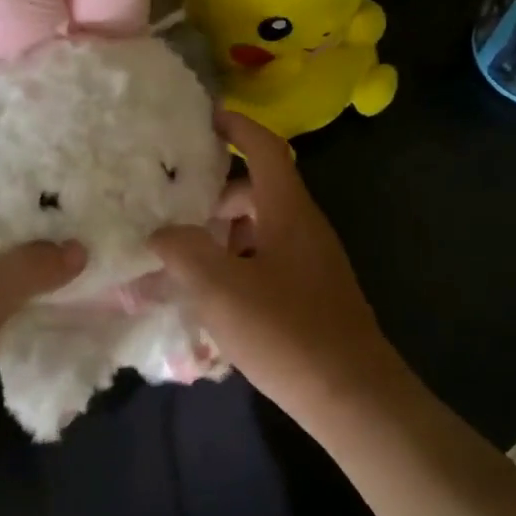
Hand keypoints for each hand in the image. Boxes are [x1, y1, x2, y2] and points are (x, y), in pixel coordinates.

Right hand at [149, 111, 404, 417]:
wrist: (354, 398)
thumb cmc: (287, 332)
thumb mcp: (220, 289)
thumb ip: (183, 251)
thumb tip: (161, 233)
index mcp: (288, 211)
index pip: (265, 148)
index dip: (236, 126)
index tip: (204, 117)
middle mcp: (303, 227)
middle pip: (257, 191)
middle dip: (214, 194)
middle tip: (172, 205)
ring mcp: (310, 262)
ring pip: (259, 229)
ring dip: (222, 234)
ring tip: (181, 255)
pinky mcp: (310, 294)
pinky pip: (266, 261)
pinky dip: (236, 264)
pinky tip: (210, 295)